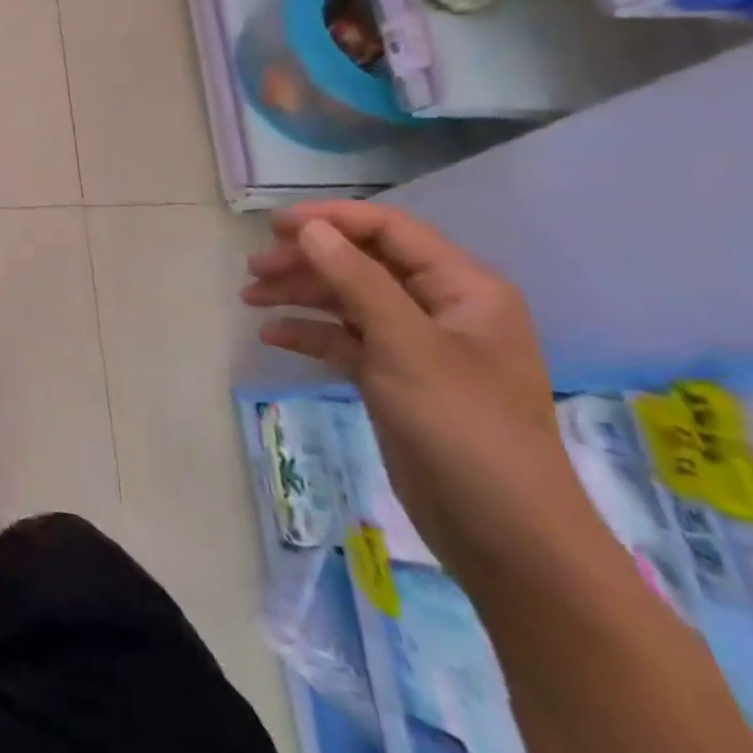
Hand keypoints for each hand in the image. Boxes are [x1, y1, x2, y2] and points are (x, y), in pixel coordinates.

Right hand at [243, 201, 586, 583]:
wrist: (503, 533)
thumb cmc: (464, 426)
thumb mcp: (406, 345)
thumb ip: (356, 280)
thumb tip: (309, 228)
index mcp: (462, 288)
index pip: (390, 231)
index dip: (331, 220)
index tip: (274, 226)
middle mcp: (440, 308)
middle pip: (362, 263)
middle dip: (307, 260)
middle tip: (253, 269)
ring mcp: (416, 345)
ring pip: (348, 300)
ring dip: (300, 294)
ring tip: (250, 298)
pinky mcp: (394, 379)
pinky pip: (345, 340)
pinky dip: (309, 334)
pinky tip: (272, 336)